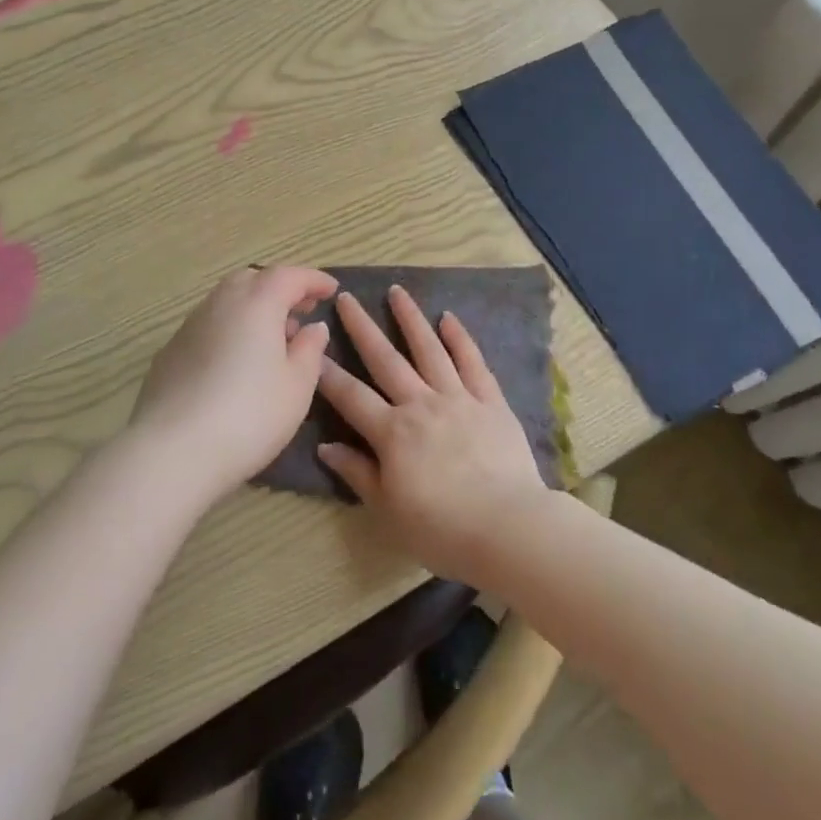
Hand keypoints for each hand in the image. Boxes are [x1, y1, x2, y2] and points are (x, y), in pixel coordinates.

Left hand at [127, 266, 337, 506]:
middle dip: (279, 288)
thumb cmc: (249, 415)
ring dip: (253, 308)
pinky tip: (236, 361)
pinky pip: (208, 325)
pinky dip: (229, 329)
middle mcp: (220, 303)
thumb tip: (313, 327)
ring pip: (226, 301)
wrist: (172, 451)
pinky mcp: (170, 351)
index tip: (331, 290)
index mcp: (257, 303)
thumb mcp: (297, 386)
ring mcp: (190, 326)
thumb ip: (310, 350)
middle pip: (253, 279)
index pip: (289, 276)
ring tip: (272, 338)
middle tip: (301, 311)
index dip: (313, 280)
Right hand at [315, 285, 549, 584]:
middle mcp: (420, 404)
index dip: (328, 373)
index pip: (351, 396)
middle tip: (345, 297)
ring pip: (429, 349)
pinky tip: (448, 318)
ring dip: (410, 319)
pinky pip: (473, 363)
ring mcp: (458, 398)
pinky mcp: (490, 401)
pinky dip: (460, 338)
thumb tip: (326, 447)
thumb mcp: (388, 510)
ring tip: (396, 291)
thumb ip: (357, 473)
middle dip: (361, 327)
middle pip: (385, 359)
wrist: (508, 528)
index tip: (312, 348)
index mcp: (392, 432)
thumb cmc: (442, 528)